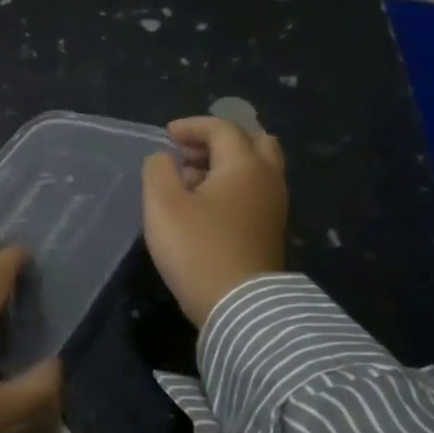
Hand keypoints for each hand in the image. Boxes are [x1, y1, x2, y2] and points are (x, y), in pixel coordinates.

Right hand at [141, 117, 288, 327]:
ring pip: (256, 169)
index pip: (222, 129)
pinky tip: (205, 205)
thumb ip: (158, 171)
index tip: (166, 135)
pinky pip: (255, 192)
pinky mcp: (270, 231)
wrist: (239, 306)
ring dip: (225, 165)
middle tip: (189, 153)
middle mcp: (267, 179)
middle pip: (253, 143)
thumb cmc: (197, 248)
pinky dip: (232, 186)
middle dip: (219, 141)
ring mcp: (274, 207)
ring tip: (191, 180)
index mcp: (244, 165)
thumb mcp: (162, 204)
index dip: (192, 126)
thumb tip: (164, 158)